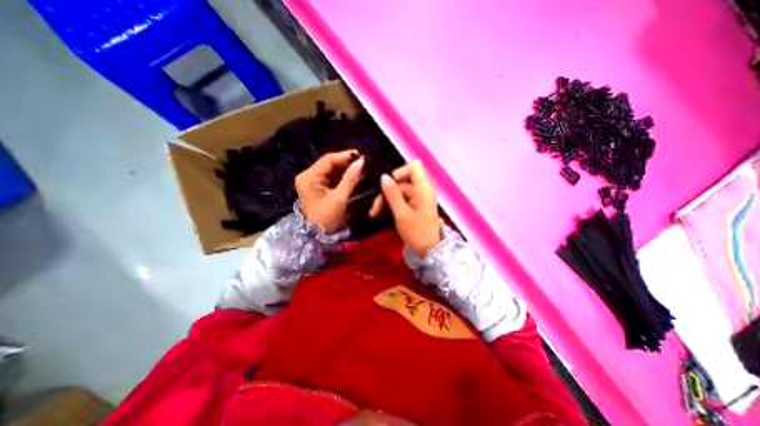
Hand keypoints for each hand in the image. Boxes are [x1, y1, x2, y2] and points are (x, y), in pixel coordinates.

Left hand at [297, 149, 364, 232]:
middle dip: (346, 162)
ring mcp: (311, 181)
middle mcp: (308, 175)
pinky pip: (331, 177)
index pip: (328, 160)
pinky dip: (342, 176)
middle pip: (329, 163)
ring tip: (361, 167)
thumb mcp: (339, 199)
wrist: (315, 236)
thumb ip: (350, 179)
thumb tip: (361, 162)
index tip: (361, 156)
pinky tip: (353, 174)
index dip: (345, 156)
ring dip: (345, 168)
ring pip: (331, 170)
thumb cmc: (326, 219)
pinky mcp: (317, 187)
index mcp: (309, 177)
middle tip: (363, 161)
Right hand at [368, 162, 439, 256]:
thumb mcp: (402, 213)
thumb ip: (392, 194)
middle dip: (387, 191)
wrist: (429, 251)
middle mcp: (422, 190)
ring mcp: (419, 198)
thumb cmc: (417, 232)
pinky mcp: (415, 206)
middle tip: (375, 207)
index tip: (389, 184)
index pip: (414, 166)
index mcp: (423, 188)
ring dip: (386, 200)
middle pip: (402, 181)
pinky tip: (381, 213)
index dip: (400, 171)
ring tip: (374, 213)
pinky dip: (391, 204)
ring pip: (399, 191)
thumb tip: (383, 176)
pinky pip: (402, 199)